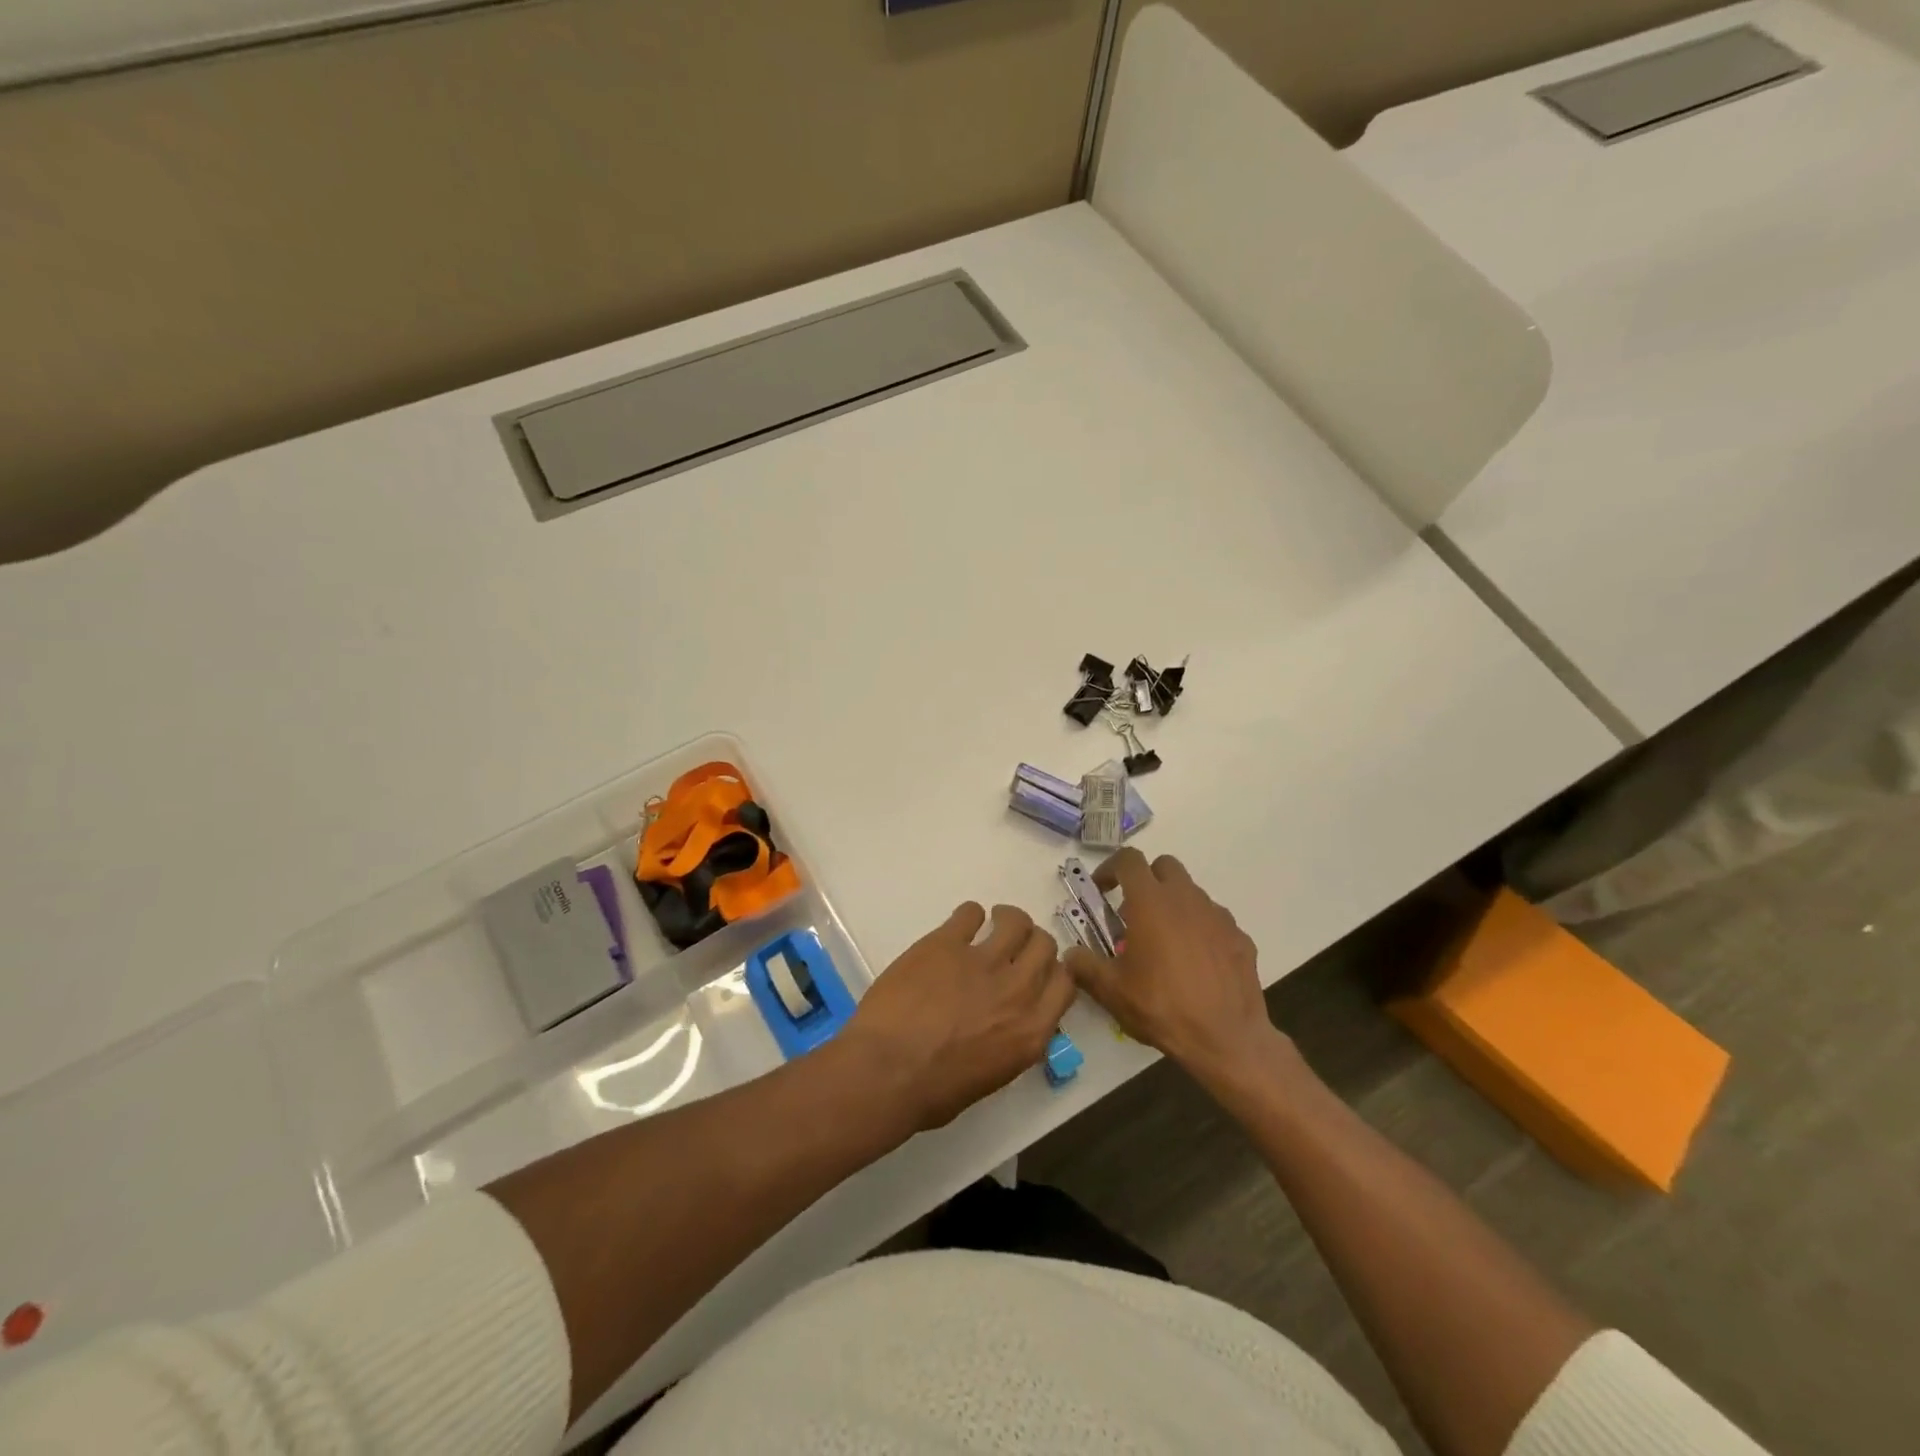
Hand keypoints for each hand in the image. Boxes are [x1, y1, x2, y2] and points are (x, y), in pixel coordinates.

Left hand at [845, 902, 1077, 1131]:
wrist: (886, 1071)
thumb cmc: (932, 1092)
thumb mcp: (990, 1077)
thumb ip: (1009, 1042)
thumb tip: (1005, 1024)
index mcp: (1031, 1031)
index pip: (1064, 983)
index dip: (1053, 970)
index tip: (1038, 969)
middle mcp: (1017, 991)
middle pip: (1044, 946)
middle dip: (1032, 941)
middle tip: (1013, 944)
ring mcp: (983, 962)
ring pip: (1015, 922)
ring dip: (1007, 918)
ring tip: (992, 921)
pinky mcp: (946, 942)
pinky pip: (969, 913)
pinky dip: (968, 915)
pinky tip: (959, 925)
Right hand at [1064, 849, 1288, 1087]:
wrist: (1226, 1039)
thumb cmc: (1162, 1007)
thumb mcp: (1111, 991)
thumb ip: (1085, 966)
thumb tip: (1070, 955)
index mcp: (1151, 902)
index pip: (1129, 860)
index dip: (1111, 868)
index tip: (1102, 890)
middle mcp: (1186, 898)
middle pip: (1164, 866)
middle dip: (1146, 880)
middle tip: (1134, 913)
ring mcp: (1217, 916)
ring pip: (1191, 893)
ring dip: (1173, 905)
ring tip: (1164, 943)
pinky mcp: (1240, 937)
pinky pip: (1214, 921)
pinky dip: (1200, 930)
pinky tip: (1195, 963)